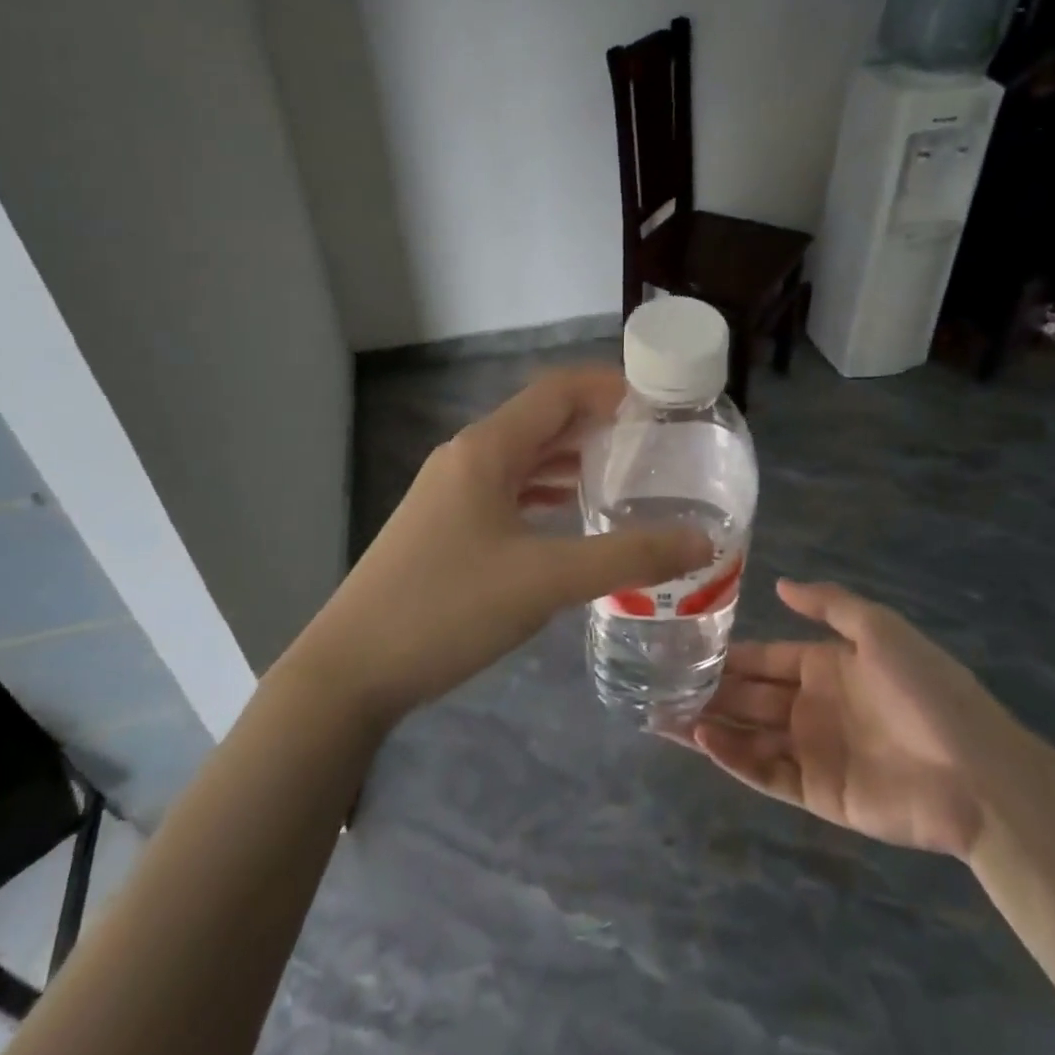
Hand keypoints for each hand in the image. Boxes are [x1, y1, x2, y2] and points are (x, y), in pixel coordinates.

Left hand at [290, 367, 710, 727]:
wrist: (352, 668)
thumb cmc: (448, 608)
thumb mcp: (545, 580)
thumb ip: (627, 557)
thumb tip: (702, 542)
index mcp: (486, 449)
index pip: (556, 391)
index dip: (609, 386)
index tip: (661, 402)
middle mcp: (467, 457)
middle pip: (541, 420)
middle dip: (597, 423)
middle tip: (656, 441)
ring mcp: (451, 492)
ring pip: (524, 458)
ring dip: (572, 458)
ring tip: (626, 473)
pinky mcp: (446, 525)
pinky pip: (507, 490)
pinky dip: (546, 492)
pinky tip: (573, 515)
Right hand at [680, 580, 1031, 859]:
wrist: (979, 774)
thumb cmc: (928, 691)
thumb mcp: (881, 630)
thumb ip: (829, 605)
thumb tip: (779, 583)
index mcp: (827, 666)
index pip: (765, 657)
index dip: (729, 654)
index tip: (685, 647)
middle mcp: (813, 706)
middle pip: (750, 697)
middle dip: (709, 691)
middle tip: (661, 685)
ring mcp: (814, 751)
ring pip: (749, 735)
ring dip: (710, 725)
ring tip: (664, 717)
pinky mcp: (818, 793)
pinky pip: (767, 773)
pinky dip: (735, 759)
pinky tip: (704, 740)